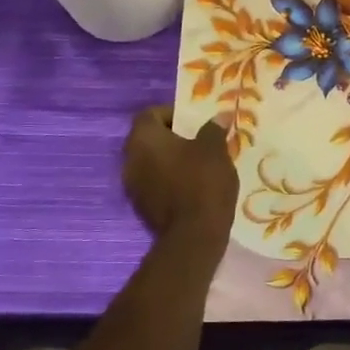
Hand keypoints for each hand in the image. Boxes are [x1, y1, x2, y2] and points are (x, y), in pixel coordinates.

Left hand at [122, 106, 237, 240]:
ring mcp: (132, 186)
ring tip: (199, 164)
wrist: (193, 236)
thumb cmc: (202, 182)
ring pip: (151, 162)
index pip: (150, 114)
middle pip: (149, 138)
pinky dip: (169, 180)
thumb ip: (213, 129)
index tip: (195, 121)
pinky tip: (192, 186)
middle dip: (173, 137)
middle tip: (200, 141)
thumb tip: (219, 116)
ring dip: (171, 160)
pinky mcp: (141, 207)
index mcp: (143, 139)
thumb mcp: (215, 150)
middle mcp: (130, 159)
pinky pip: (154, 183)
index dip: (172, 113)